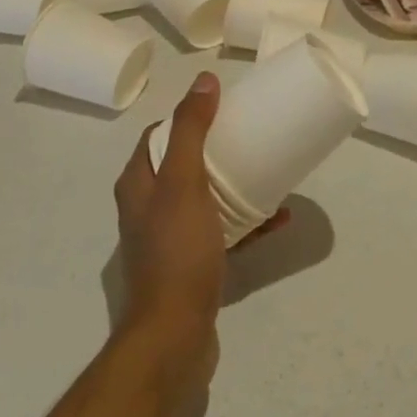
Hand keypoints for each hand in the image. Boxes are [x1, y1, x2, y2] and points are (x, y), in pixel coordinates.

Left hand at [112, 72, 285, 373]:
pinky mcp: (193, 264)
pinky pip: (223, 230)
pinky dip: (247, 221)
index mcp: (138, 183)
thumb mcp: (183, 181)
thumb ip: (191, 130)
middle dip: (219, 148)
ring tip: (270, 172)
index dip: (190, 116)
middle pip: (186, 163)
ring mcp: (171, 238)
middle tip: (251, 136)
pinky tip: (278, 217)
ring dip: (236, 183)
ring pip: (206, 197)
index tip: (224, 108)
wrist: (174, 337)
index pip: (161, 134)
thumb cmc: (176, 251)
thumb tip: (204, 80)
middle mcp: (148, 206)